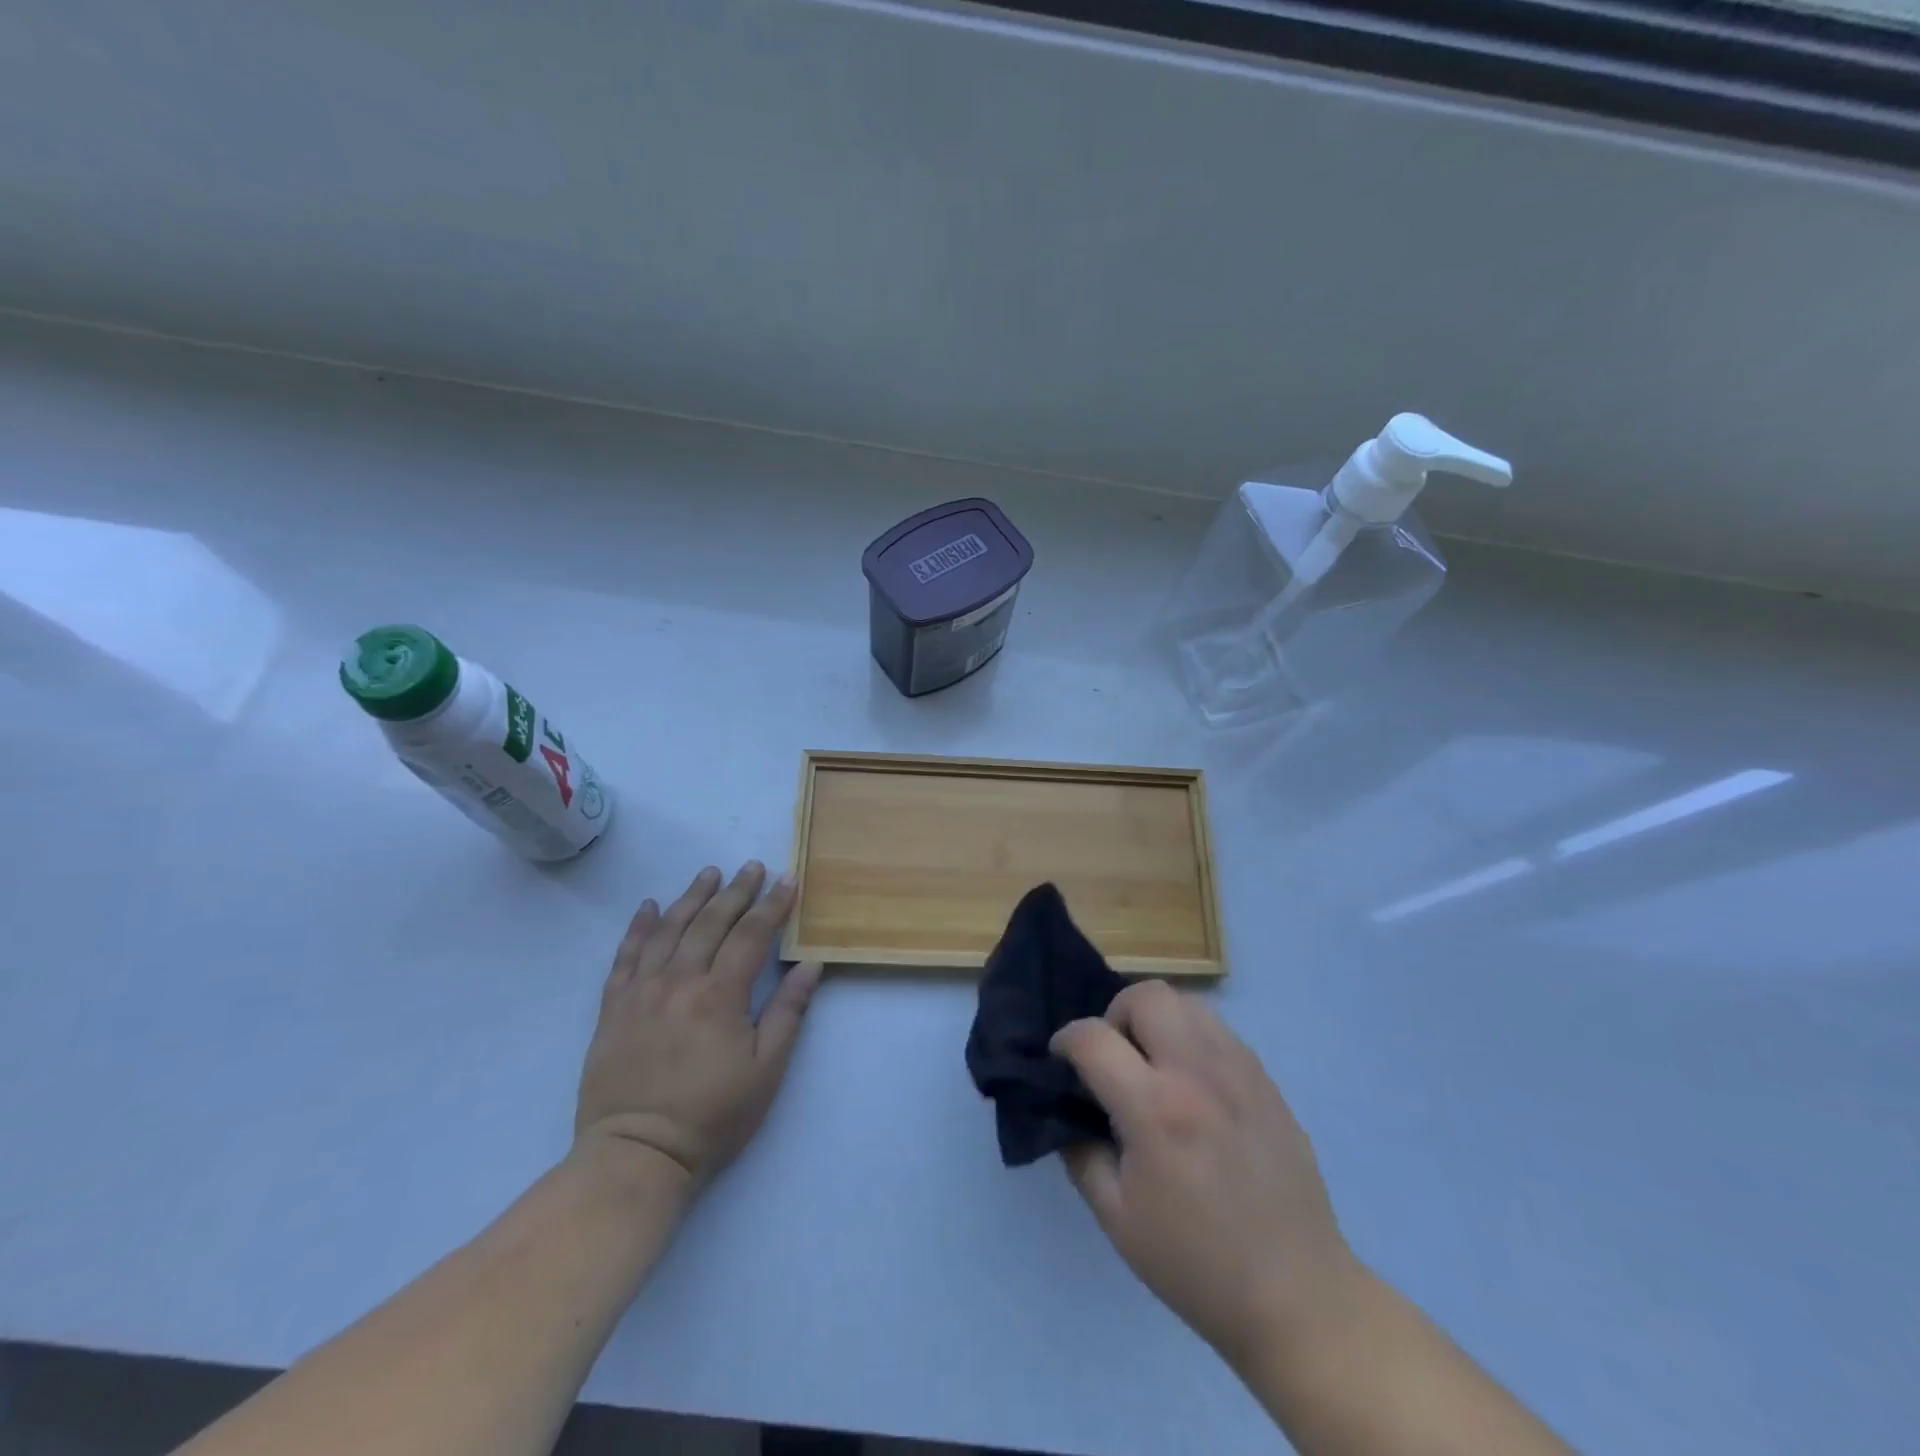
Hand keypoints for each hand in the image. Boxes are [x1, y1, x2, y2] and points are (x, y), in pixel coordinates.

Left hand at [574, 862, 823, 1197]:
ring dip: (692, 897)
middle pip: (711, 923)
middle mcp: (679, 981)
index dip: (772, 905)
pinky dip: (639, 927)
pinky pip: (625, 956)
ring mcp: (641, 991)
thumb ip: (788, 1012)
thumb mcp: (766, 1070)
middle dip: (736, 891)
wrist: (636, 1155)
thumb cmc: (712, 1116)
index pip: (751, 935)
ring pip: (669, 929)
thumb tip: (810, 964)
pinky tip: (649, 906)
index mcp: (720, 995)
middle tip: (752, 866)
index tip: (787, 880)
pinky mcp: (613, 1008)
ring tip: (709, 873)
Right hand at [1051, 982, 1358, 1367]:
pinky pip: (1218, 1030)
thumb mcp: (1116, 1219)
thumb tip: (1069, 1111)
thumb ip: (1080, 1153)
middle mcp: (1197, 1073)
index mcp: (1155, 1110)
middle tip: (1114, 1057)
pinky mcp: (1266, 1080)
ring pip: (1186, 1002)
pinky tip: (1193, 1084)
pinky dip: (1191, 1038)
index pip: (1093, 1037)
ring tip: (1153, 1065)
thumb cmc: (1196, 1264)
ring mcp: (1239, 1071)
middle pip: (1146, 995)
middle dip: (1115, 1014)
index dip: (1065, 1041)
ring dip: (1156, 1020)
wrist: (1297, 1295)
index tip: (1061, 1060)